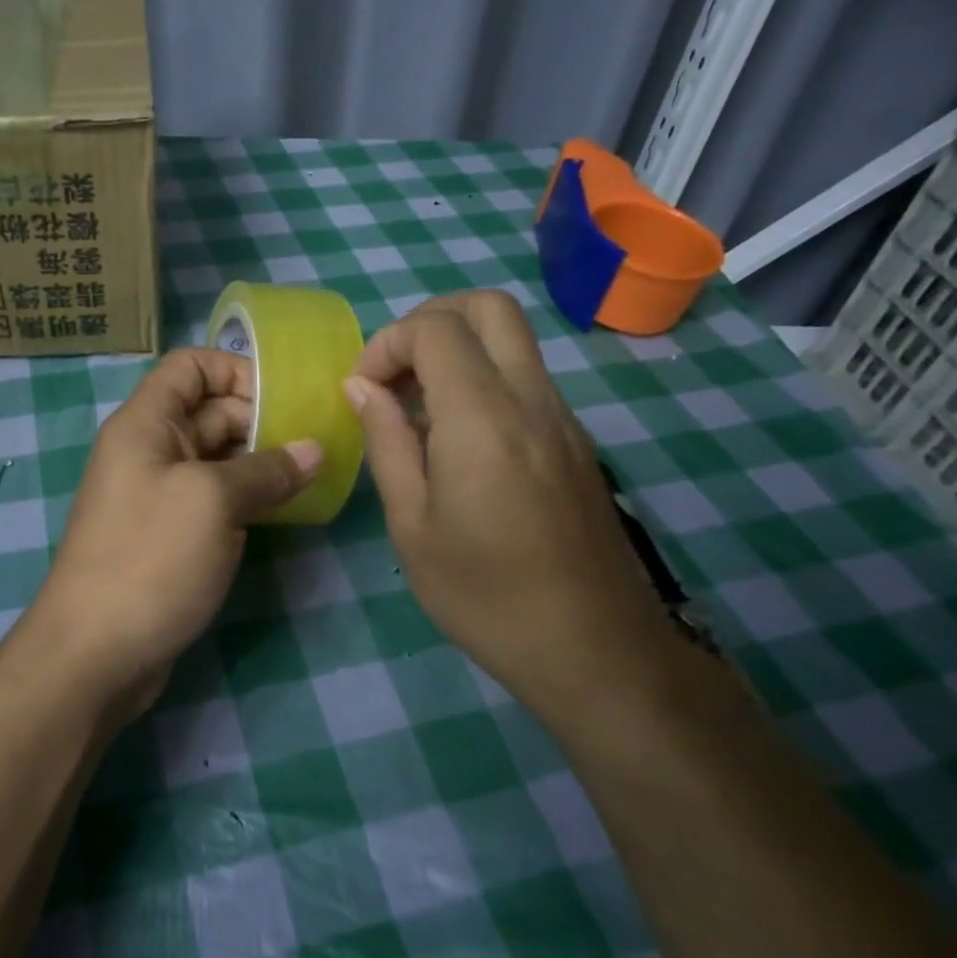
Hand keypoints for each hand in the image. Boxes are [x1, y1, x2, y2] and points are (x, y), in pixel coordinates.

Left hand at [30, 348, 320, 714]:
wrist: (93, 653)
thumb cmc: (149, 559)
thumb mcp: (213, 502)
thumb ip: (267, 470)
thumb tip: (314, 451)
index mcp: (145, 423)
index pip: (189, 367)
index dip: (236, 370)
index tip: (285, 398)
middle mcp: (149, 450)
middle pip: (209, 411)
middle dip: (260, 419)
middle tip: (314, 443)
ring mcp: (159, 494)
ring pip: (216, 458)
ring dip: (260, 462)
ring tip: (311, 474)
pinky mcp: (170, 535)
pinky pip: (214, 498)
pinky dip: (247, 497)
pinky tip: (285, 509)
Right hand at [344, 291, 674, 719]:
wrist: (594, 650)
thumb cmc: (485, 594)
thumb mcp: (412, 525)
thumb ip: (386, 442)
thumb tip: (362, 387)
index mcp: (483, 417)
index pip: (435, 328)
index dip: (387, 343)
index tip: (364, 390)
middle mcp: (531, 399)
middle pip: (489, 307)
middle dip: (430, 320)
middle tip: (397, 372)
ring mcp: (563, 417)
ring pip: (513, 340)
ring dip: (458, 350)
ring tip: (419, 411)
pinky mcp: (575, 441)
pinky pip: (526, 378)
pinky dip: (484, 379)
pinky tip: (458, 441)